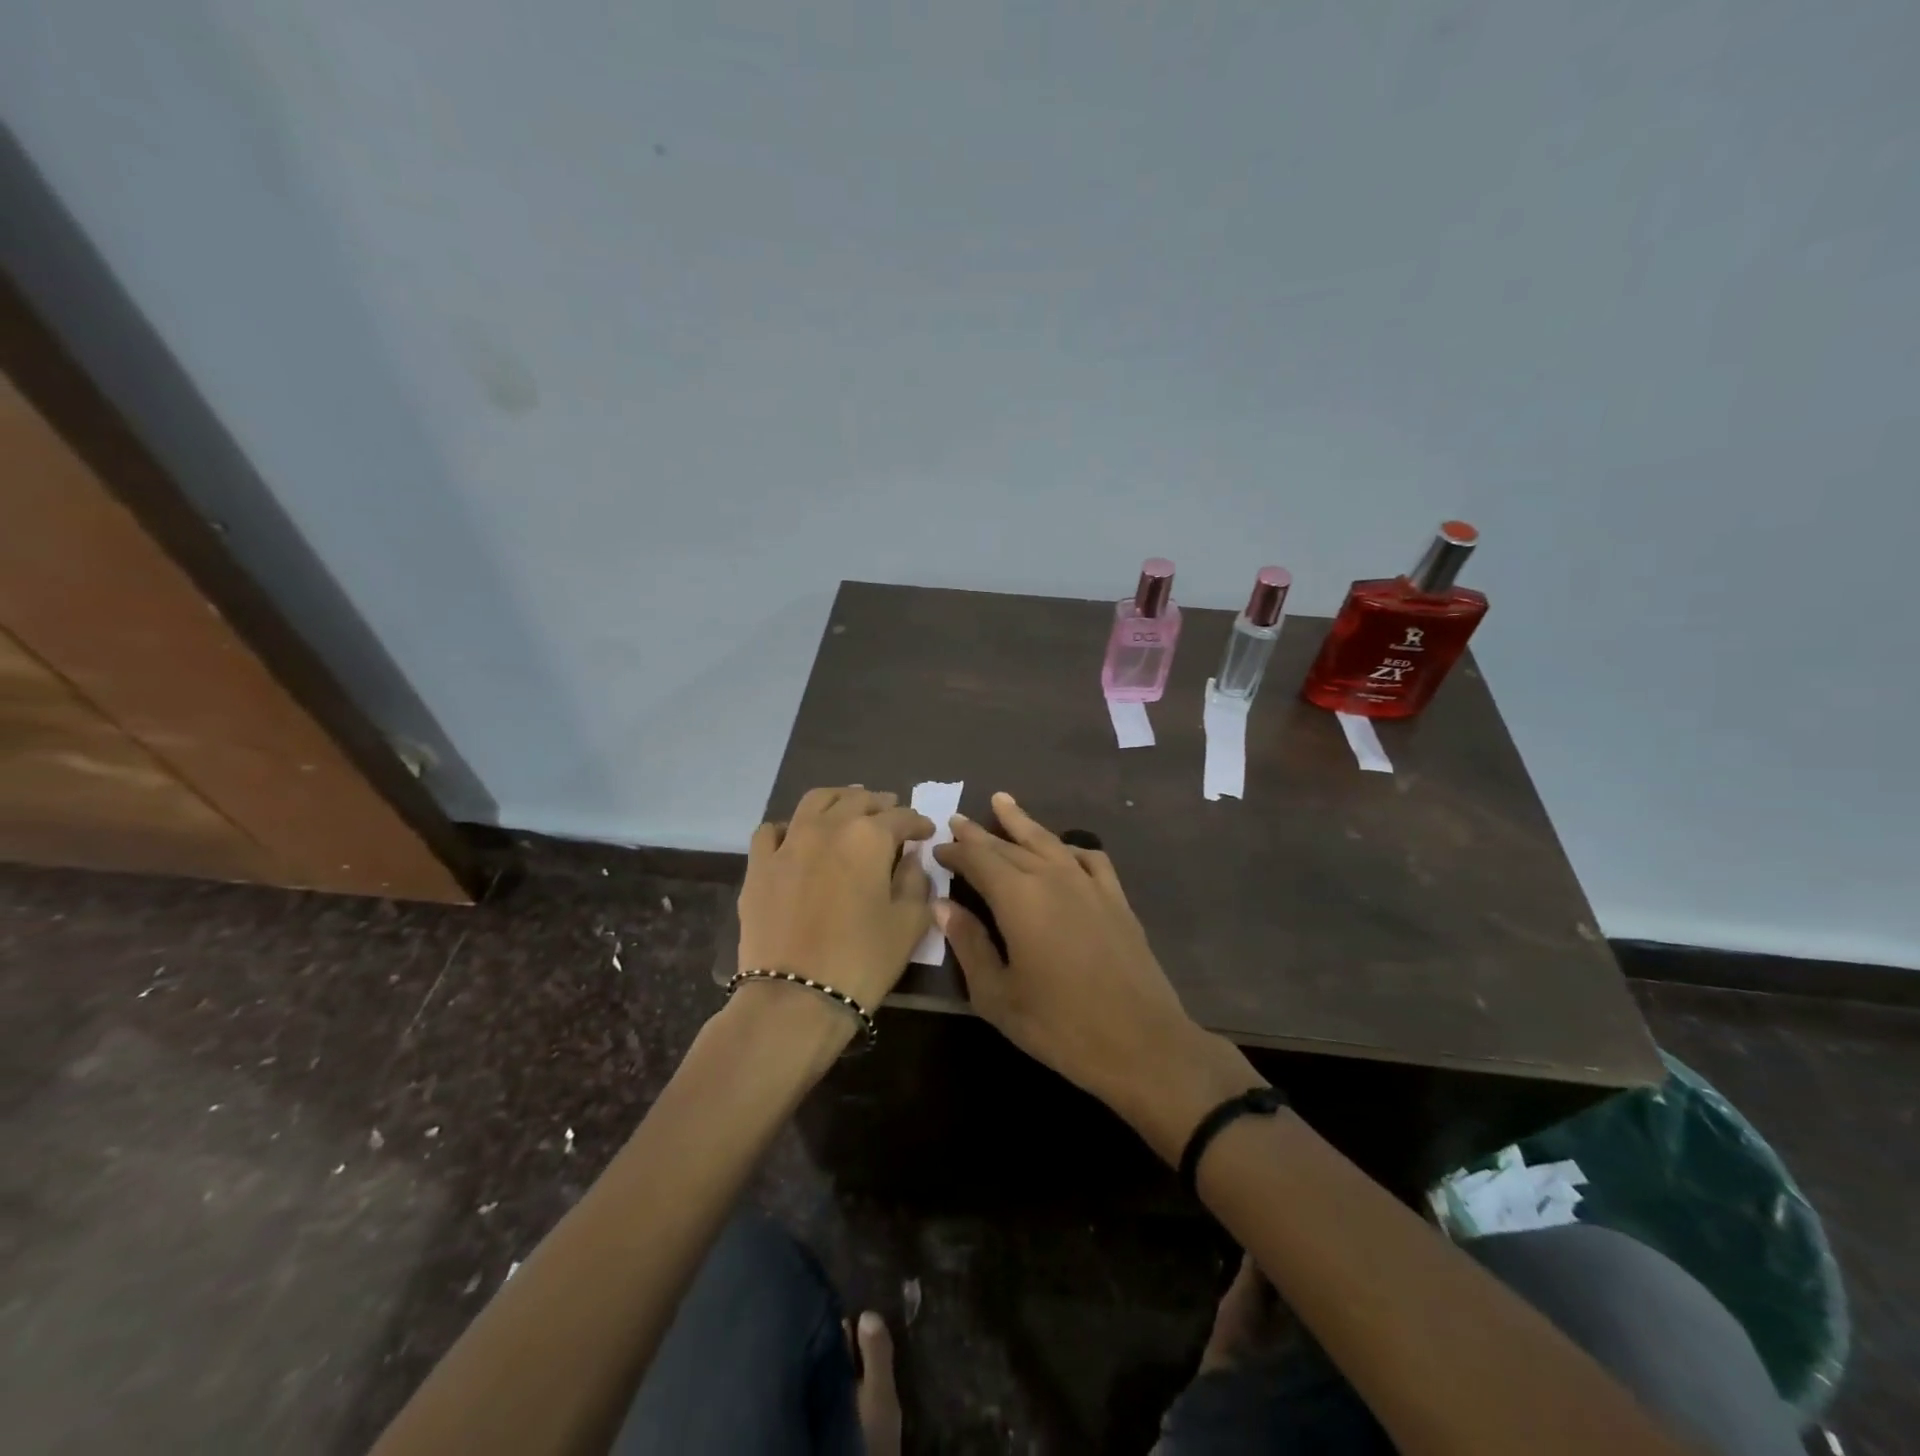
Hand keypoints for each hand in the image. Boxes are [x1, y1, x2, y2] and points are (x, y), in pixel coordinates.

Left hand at [737, 787, 934, 1013]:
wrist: (795, 997)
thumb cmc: (863, 960)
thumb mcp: (909, 923)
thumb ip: (916, 882)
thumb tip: (911, 858)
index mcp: (869, 837)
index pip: (901, 817)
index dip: (918, 823)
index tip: (926, 832)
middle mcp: (828, 827)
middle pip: (858, 800)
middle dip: (879, 804)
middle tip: (891, 814)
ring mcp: (788, 843)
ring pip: (815, 801)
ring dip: (838, 800)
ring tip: (848, 809)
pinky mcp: (758, 865)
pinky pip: (771, 831)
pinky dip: (789, 827)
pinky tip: (797, 838)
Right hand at [933, 792, 1259, 1150]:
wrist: (1140, 1042)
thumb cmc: (1059, 1025)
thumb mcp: (997, 995)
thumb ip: (969, 944)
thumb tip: (943, 906)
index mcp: (1018, 897)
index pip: (978, 860)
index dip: (956, 852)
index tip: (937, 849)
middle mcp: (1052, 877)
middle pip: (1009, 846)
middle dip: (980, 834)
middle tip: (958, 820)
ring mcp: (1089, 884)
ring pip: (1049, 841)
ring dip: (1022, 822)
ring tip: (1003, 802)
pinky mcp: (1116, 899)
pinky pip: (1090, 858)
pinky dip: (1070, 847)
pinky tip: (1063, 850)